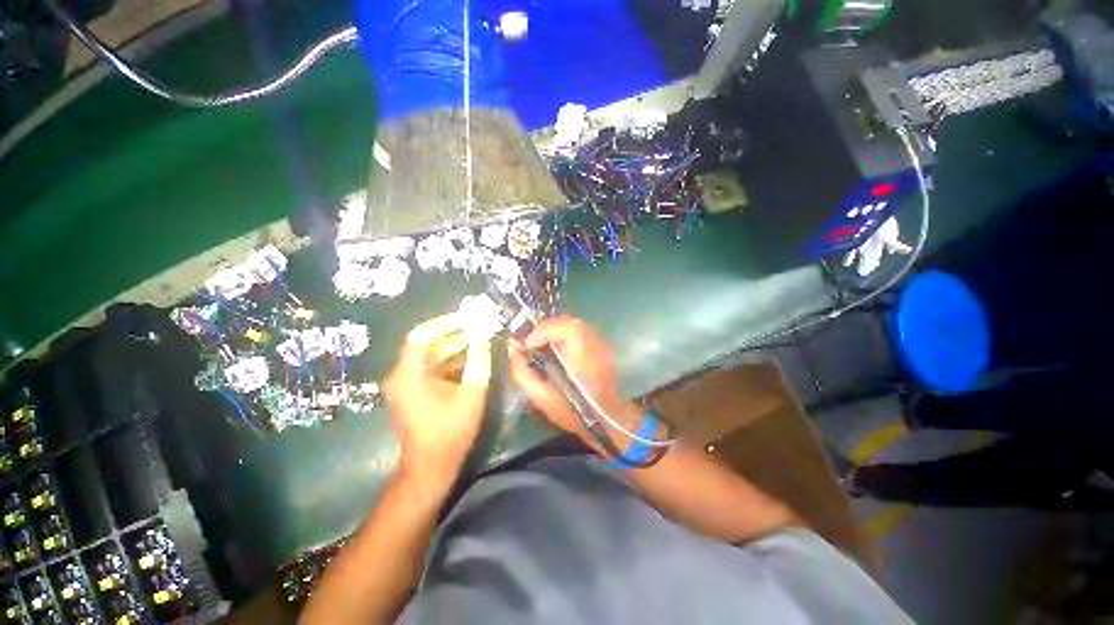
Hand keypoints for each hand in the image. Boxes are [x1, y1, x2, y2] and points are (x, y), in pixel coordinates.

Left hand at [385, 314, 491, 482]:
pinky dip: (450, 362)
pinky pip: (431, 369)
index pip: (421, 335)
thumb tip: (484, 337)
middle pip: (427, 345)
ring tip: (478, 340)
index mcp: (409, 374)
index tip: (466, 318)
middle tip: (477, 327)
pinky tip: (470, 359)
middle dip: (453, 334)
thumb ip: (479, 362)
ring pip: (430, 357)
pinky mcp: (413, 393)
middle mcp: (402, 376)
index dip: (444, 323)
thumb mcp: (471, 393)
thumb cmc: (450, 430)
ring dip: (453, 348)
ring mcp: (406, 385)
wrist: (431, 466)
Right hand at [508, 318, 639, 447]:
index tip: (527, 344)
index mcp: (584, 359)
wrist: (607, 420)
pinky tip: (557, 348)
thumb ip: (523, 371)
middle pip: (570, 323)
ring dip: (555, 330)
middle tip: (531, 342)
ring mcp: (602, 344)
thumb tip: (513, 348)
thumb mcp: (541, 398)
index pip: (566, 329)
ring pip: (575, 325)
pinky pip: (580, 331)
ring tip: (541, 344)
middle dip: (546, 328)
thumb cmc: (573, 413)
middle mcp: (597, 345)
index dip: (543, 331)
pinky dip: (564, 334)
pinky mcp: (603, 346)